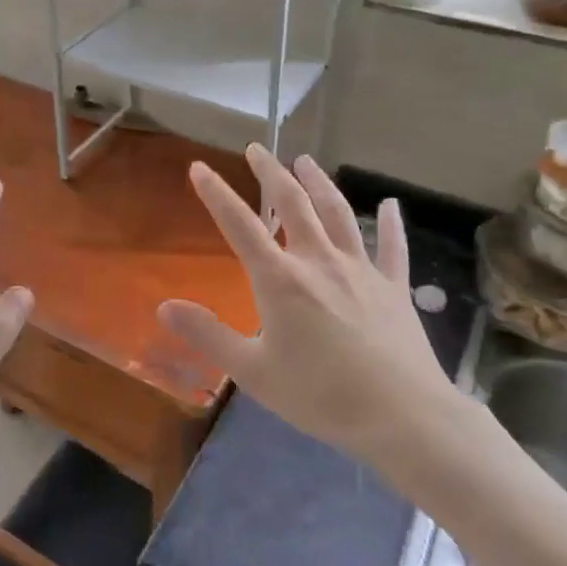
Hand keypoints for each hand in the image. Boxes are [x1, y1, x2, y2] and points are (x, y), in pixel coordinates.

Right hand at [158, 145, 459, 465]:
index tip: (199, 167)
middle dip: (271, 173)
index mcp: (281, 280)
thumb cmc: (321, 395)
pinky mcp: (393, 288)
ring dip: (320, 183)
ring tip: (306, 161)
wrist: (403, 416)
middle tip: (257, 149)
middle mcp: (319, 261)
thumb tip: (163, 306)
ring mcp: (361, 270)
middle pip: (293, 204)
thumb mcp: (253, 371)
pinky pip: (392, 247)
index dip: (216, 194)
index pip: (240, 225)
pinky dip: (391, 223)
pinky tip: (392, 204)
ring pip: (338, 214)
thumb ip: (208, 335)